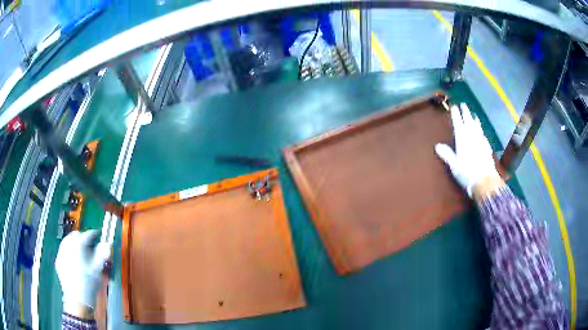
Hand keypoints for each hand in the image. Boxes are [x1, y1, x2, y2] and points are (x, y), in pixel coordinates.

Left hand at [55, 230, 110, 311]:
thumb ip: (102, 254)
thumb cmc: (89, 283)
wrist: (78, 299)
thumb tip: (107, 243)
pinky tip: (74, 261)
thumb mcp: (98, 269)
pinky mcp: (58, 261)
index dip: (94, 234)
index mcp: (78, 245)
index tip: (98, 235)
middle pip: (75, 235)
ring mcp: (61, 253)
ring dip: (74, 243)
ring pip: (67, 241)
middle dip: (82, 237)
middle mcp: (67, 245)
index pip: (87, 234)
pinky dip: (69, 251)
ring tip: (81, 251)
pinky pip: (63, 251)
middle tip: (89, 244)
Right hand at [435, 103, 503, 198]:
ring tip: (473, 115)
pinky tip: (481, 132)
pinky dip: (480, 130)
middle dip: (465, 112)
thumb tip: (437, 145)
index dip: (455, 113)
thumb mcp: (454, 165)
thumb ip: (446, 154)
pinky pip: (483, 134)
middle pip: (468, 120)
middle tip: (463, 105)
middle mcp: (472, 135)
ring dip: (474, 119)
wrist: (485, 180)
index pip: (458, 121)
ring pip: (477, 126)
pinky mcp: (487, 146)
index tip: (454, 106)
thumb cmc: (467, 172)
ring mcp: (481, 140)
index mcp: (462, 137)